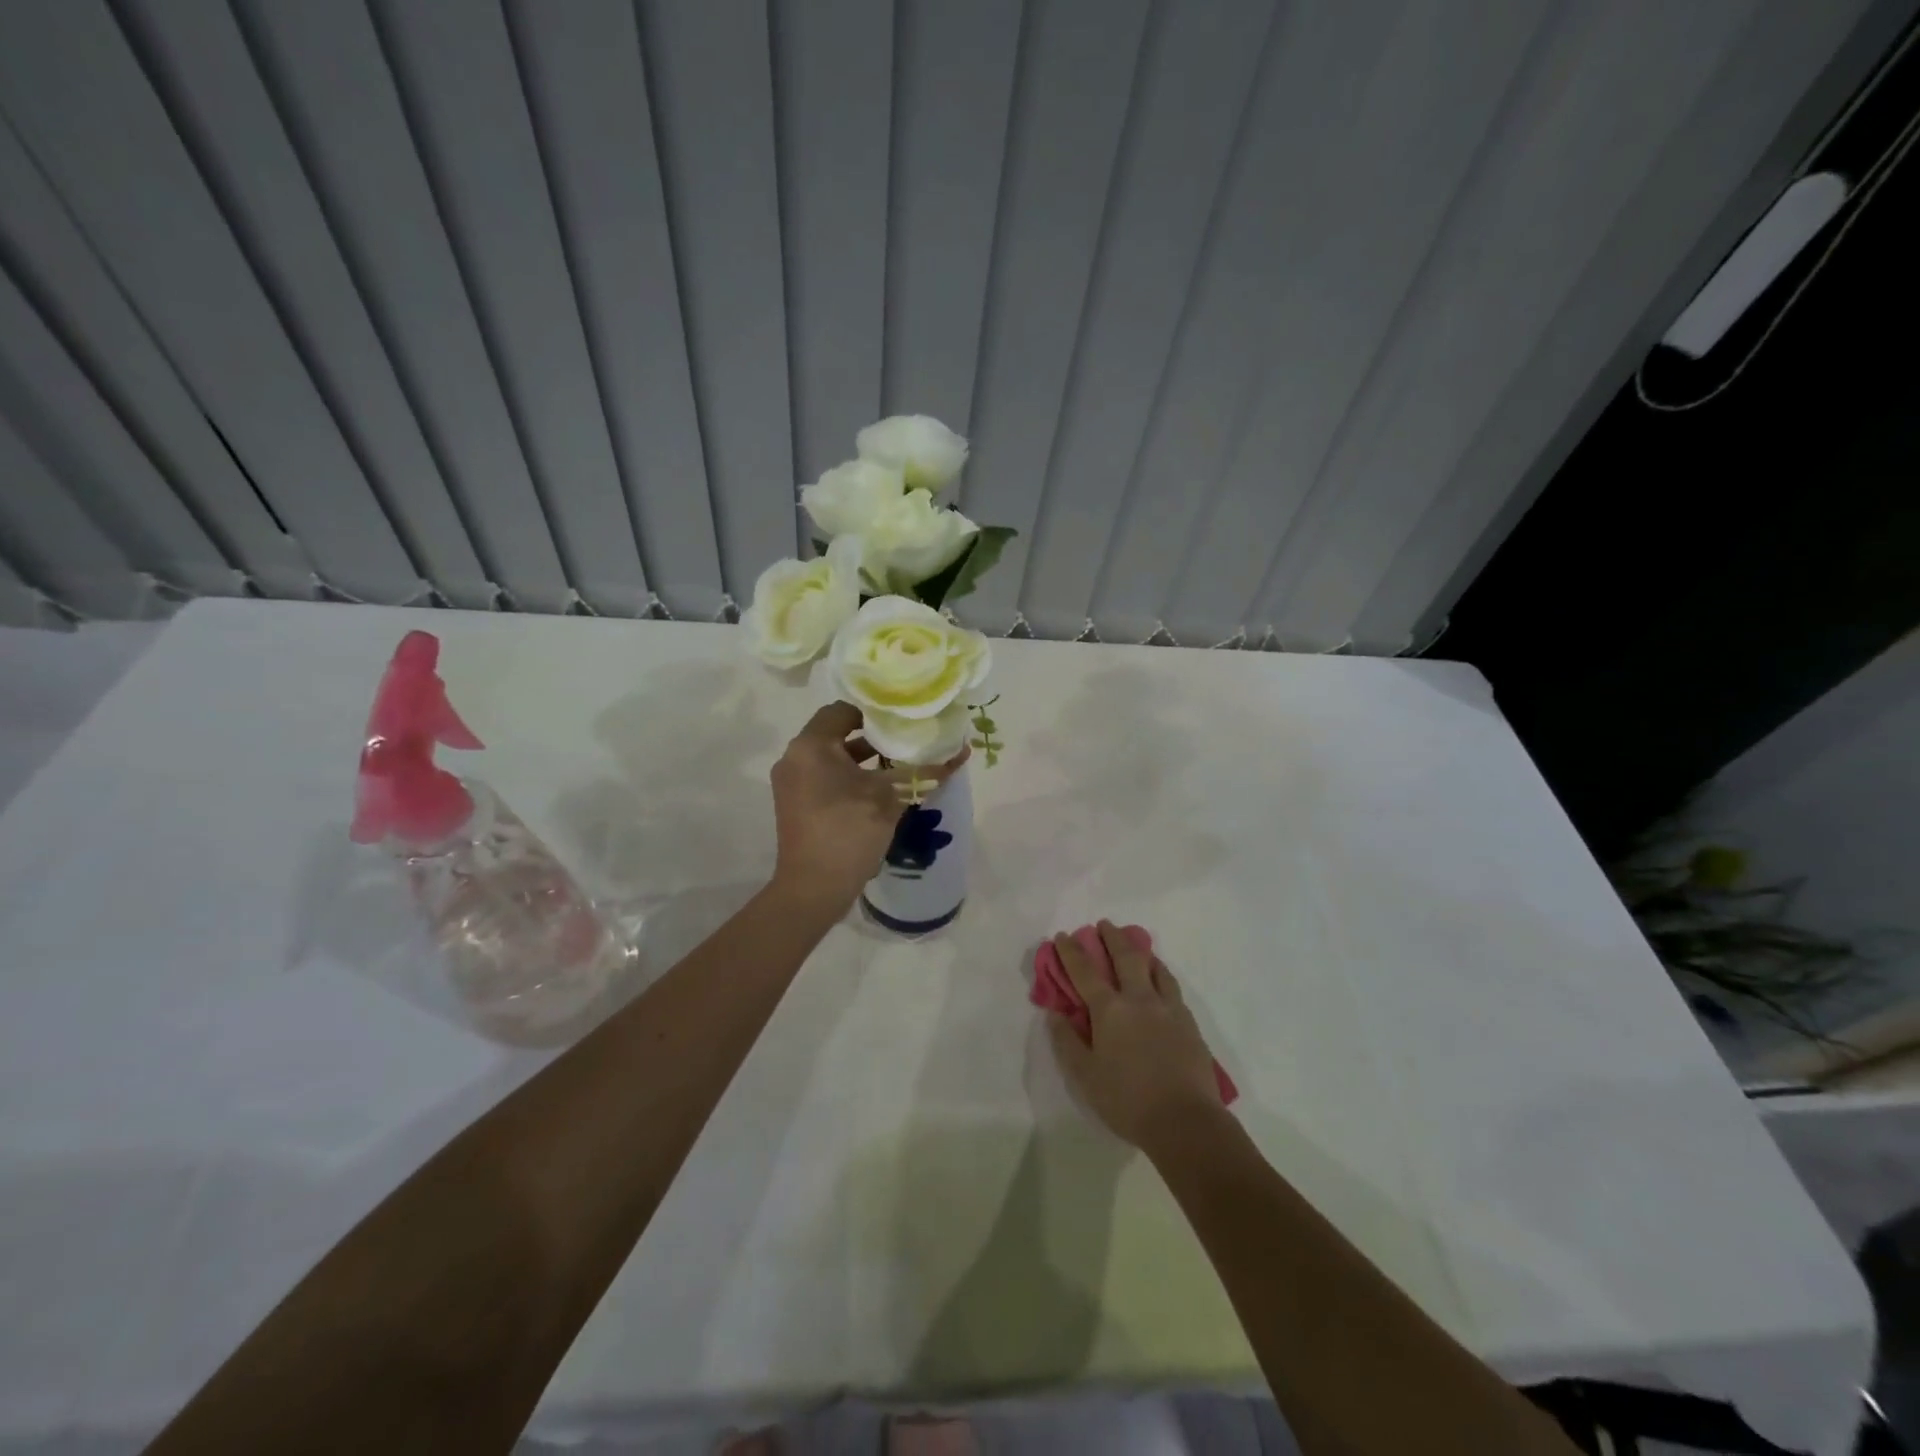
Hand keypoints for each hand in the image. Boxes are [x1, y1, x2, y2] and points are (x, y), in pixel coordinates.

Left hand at [769, 702, 967, 913]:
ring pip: (832, 758)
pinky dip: (849, 778)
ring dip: (863, 759)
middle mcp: (795, 758)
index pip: (843, 710)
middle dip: (873, 737)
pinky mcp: (796, 805)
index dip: (875, 712)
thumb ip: (924, 771)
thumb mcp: (891, 798)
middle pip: (837, 733)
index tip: (903, 721)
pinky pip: (825, 778)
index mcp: (811, 746)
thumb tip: (960, 751)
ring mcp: (792, 783)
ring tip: (900, 765)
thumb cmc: (849, 832)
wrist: (813, 889)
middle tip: (907, 740)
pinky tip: (880, 790)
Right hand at [1047, 921, 1226, 1151]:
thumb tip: (1055, 1013)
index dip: (1071, 952)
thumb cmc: (1127, 1100)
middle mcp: (1139, 999)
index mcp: (1110, 1010)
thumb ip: (1067, 1041)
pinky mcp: (1189, 1022)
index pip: (1084, 971)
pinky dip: (1162, 974)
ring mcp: (1168, 1008)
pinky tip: (1161, 980)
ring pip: (1155, 967)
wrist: (1185, 1121)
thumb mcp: (1085, 1076)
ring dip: (1142, 951)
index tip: (1063, 936)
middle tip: (1104, 924)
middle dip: (1112, 937)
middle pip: (1125, 957)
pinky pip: (1172, 986)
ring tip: (1137, 946)